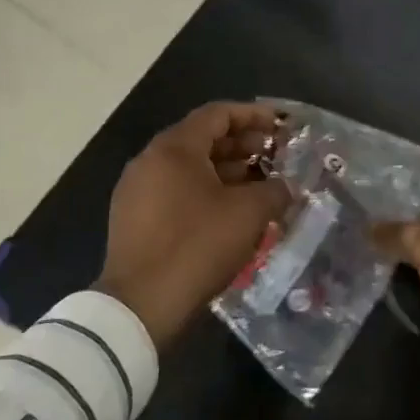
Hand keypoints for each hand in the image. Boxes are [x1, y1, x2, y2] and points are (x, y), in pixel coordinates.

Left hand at [97, 102, 289, 349]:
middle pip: (202, 139)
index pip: (217, 114)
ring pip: (189, 168)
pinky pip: (176, 192)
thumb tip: (284, 187)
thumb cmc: (197, 246)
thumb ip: (274, 190)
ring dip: (227, 171)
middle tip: (275, 155)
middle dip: (242, 144)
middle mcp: (149, 161)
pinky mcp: (134, 219)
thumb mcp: (249, 214)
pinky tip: (232, 212)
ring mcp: (137, 191)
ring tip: (260, 184)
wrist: (141, 306)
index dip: (253, 115)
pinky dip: (207, 191)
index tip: (281, 125)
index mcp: (174, 149)